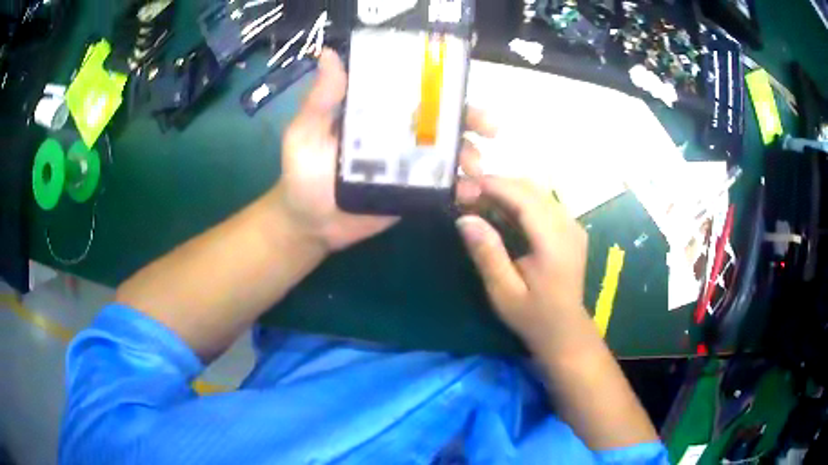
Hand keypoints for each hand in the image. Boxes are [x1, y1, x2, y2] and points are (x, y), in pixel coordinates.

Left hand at [274, 49, 496, 251]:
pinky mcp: (414, 191)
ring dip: (470, 154)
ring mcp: (409, 162)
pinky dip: (461, 187)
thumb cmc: (303, 175)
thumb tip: (328, 54)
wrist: (311, 225)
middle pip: (440, 118)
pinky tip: (470, 192)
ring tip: (476, 168)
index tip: (462, 80)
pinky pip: (443, 185)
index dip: (440, 82)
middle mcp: (397, 131)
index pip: (412, 89)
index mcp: (375, 111)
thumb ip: (320, 100)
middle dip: (469, 118)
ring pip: (448, 151)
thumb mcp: (305, 133)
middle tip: (490, 127)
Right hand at [456, 177, 590, 350]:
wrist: (564, 330)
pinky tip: (499, 209)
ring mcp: (572, 224)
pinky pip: (542, 201)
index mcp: (554, 242)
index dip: (492, 186)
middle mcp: (568, 226)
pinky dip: (517, 199)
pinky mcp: (570, 227)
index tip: (462, 187)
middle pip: (530, 188)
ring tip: (476, 200)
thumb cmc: (532, 316)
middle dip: (495, 184)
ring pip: (536, 191)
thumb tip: (465, 219)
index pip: (524, 198)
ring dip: (505, 190)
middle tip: (464, 195)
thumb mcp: (503, 292)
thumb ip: (488, 254)